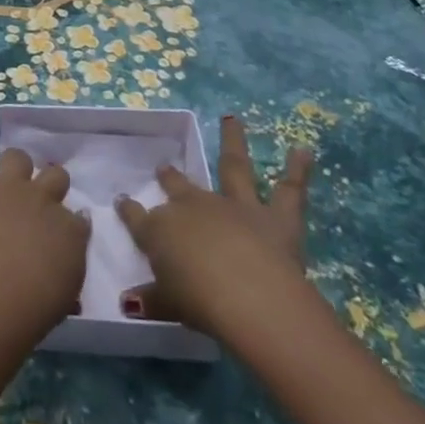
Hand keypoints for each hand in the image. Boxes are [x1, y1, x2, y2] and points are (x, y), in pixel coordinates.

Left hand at [0, 136, 88, 335]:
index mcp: (70, 227)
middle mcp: (42, 198)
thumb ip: (70, 260)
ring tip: (10, 175)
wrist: (5, 287)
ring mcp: (8, 188)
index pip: (77, 217)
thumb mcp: (70, 288)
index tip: (64, 233)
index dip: (70, 223)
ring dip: (16, 165)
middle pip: (55, 176)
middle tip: (41, 200)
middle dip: (51, 183)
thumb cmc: (42, 299)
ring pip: (17, 158)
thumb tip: (68, 246)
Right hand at [115, 115, 314, 342]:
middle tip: (164, 168)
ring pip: (233, 167)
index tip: (121, 201)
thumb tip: (129, 302)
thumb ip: (151, 299)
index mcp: (161, 231)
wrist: (249, 298)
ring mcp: (234, 206)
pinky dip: (297, 169)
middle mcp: (194, 208)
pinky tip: (303, 149)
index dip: (128, 210)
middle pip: (178, 187)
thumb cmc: (200, 304)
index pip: (138, 217)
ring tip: (232, 119)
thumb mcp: (168, 305)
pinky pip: (289, 189)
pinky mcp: (275, 216)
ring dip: (232, 141)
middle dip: (169, 177)